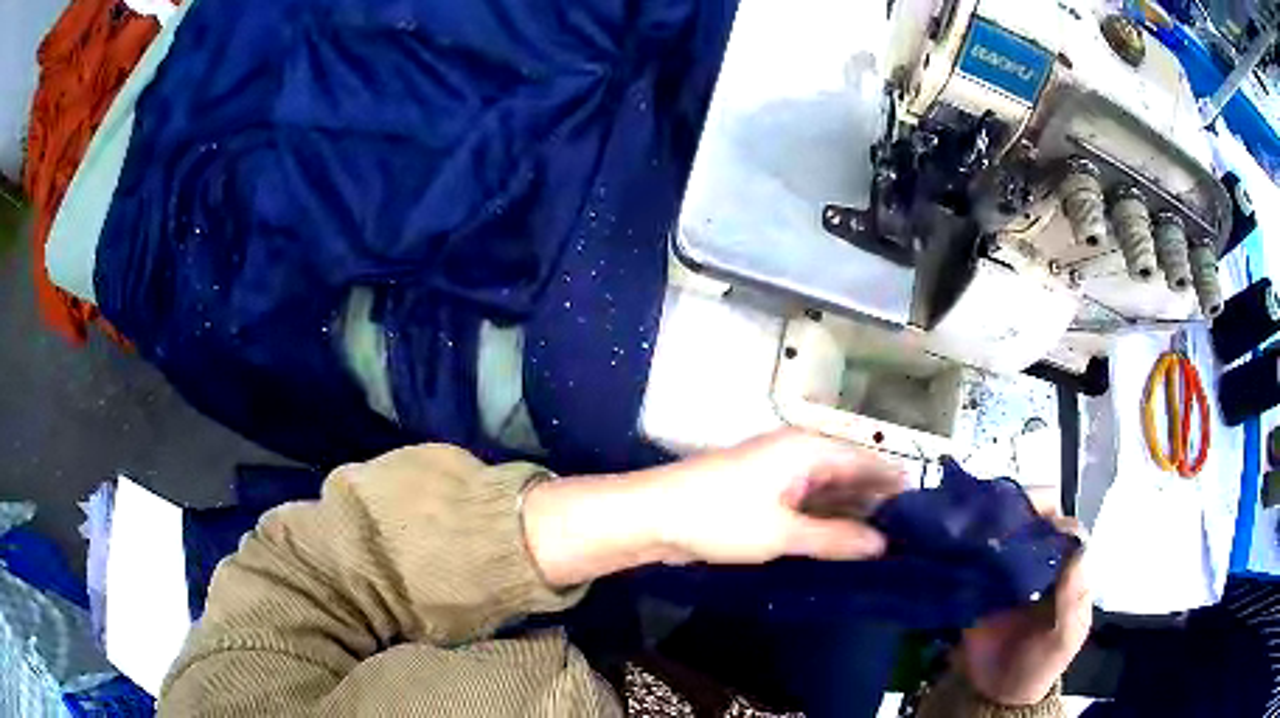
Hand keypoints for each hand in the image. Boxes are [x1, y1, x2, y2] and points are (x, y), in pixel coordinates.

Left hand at [654, 428, 905, 563]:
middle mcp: (799, 453)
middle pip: (850, 473)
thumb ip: (835, 538)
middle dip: (877, 501)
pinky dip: (827, 519)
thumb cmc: (720, 517)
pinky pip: (808, 502)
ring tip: (887, 540)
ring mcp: (780, 472)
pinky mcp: (765, 492)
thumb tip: (883, 544)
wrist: (652, 517)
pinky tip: (844, 540)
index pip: (867, 461)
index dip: (896, 483)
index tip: (926, 509)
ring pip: (829, 490)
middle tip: (912, 532)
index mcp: (808, 449)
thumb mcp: (782, 533)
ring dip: (853, 512)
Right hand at [958, 519, 1090, 705]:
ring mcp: (1005, 573)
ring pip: (1001, 534)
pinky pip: (972, 560)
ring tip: (978, 518)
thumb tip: (1075, 545)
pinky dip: (966, 547)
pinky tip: (959, 540)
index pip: (1063, 528)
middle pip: (1031, 522)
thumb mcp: (1067, 636)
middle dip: (1020, 509)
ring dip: (991, 522)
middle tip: (1002, 508)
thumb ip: (1073, 597)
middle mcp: (1036, 563)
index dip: (1052, 516)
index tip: (1037, 515)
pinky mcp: (975, 587)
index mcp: (1063, 568)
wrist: (996, 695)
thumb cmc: (1041, 665)